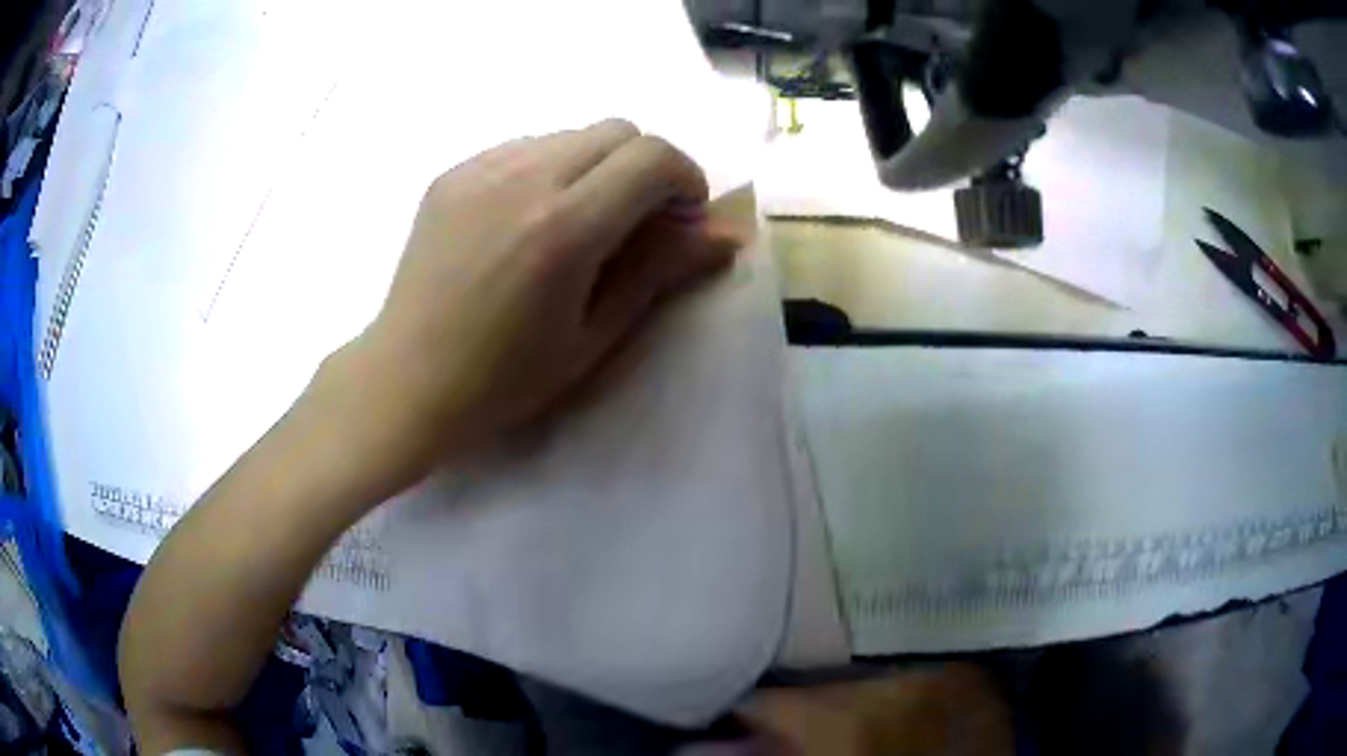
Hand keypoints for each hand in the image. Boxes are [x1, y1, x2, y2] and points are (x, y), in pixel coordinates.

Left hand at [338, 120, 739, 478]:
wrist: (408, 380)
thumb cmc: (505, 379)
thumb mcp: (595, 335)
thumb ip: (661, 270)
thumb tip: (725, 234)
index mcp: (564, 227)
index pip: (652, 156)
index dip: (684, 180)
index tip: (680, 219)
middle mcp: (522, 178)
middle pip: (617, 130)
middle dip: (645, 167)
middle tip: (636, 222)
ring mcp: (480, 169)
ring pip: (569, 134)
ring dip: (596, 166)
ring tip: (577, 224)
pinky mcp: (452, 173)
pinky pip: (523, 147)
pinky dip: (549, 169)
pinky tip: (528, 221)